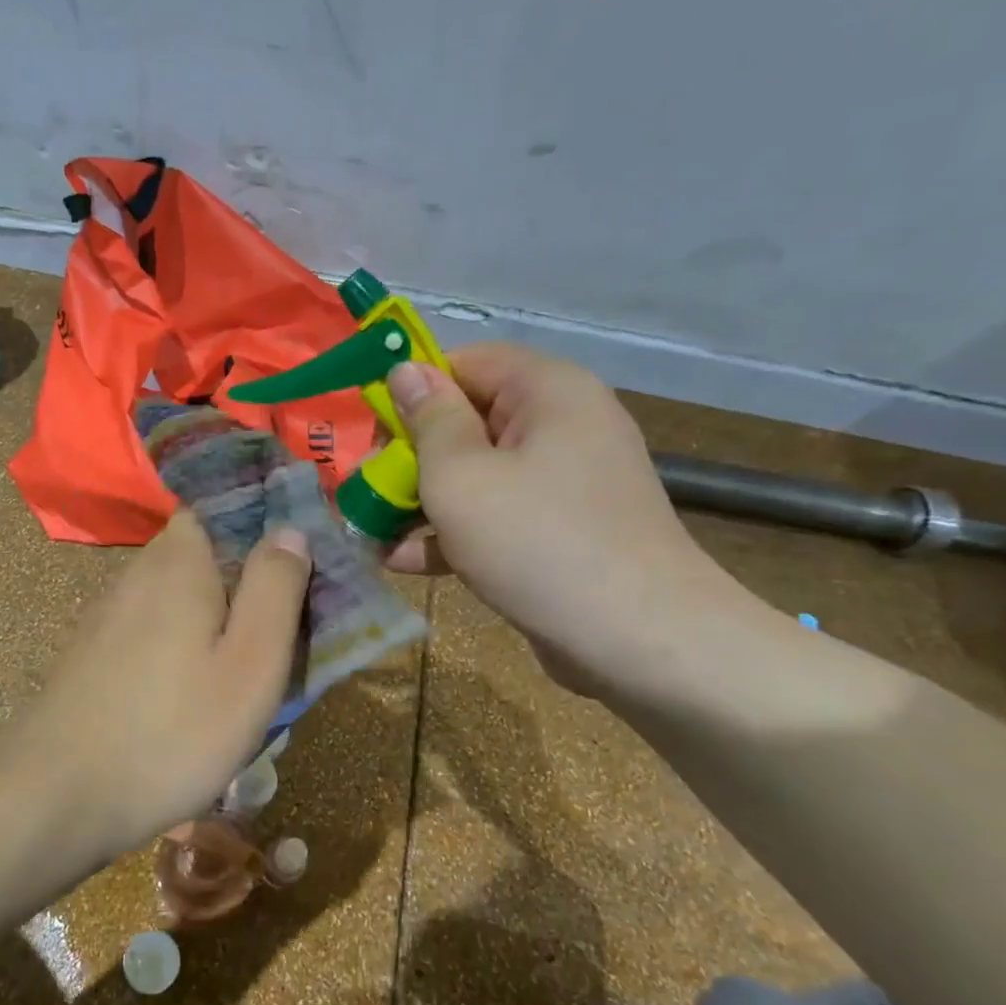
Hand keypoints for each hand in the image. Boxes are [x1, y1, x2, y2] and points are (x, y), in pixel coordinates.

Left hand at [6, 510, 311, 855]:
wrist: (55, 796)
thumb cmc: (171, 731)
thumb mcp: (250, 665)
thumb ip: (275, 590)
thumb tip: (289, 529)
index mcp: (180, 560)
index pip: (221, 506)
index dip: (261, 523)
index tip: (294, 563)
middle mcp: (139, 570)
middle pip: (203, 552)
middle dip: (242, 579)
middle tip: (278, 629)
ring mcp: (110, 610)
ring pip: (178, 593)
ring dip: (211, 617)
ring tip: (241, 668)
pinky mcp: (95, 648)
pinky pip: (152, 626)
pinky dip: (179, 643)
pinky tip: (189, 691)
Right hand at [383, 343, 751, 695]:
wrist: (639, 642)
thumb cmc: (537, 542)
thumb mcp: (460, 476)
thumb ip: (428, 420)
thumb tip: (405, 370)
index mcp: (548, 391)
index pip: (467, 362)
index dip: (414, 389)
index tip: (373, 431)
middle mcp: (563, 425)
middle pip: (469, 419)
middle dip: (410, 456)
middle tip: (366, 489)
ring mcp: (566, 482)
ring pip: (478, 472)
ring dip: (422, 499)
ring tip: (370, 531)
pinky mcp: (562, 530)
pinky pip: (498, 513)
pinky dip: (455, 531)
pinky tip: (403, 562)